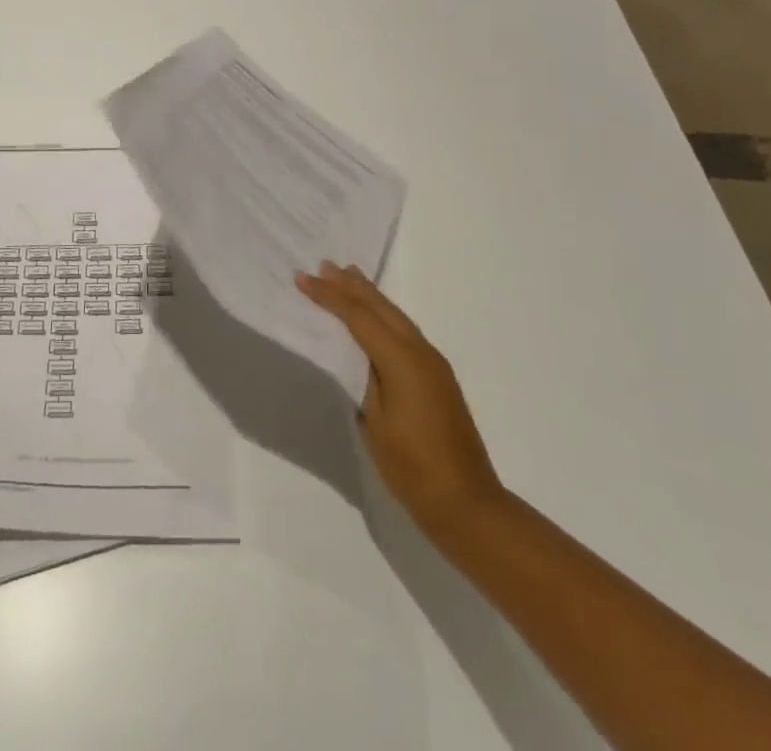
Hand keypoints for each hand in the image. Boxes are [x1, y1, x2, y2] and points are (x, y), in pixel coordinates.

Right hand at [297, 262, 505, 542]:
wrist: (468, 505)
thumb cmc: (413, 467)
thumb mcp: (375, 422)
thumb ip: (363, 379)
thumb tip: (355, 355)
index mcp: (402, 360)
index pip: (358, 316)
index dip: (328, 296)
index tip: (302, 278)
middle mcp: (421, 352)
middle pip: (381, 307)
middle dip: (351, 286)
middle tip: (325, 265)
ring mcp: (434, 364)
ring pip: (396, 316)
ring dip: (369, 297)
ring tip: (348, 277)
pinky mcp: (438, 377)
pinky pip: (404, 332)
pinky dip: (383, 316)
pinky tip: (374, 318)